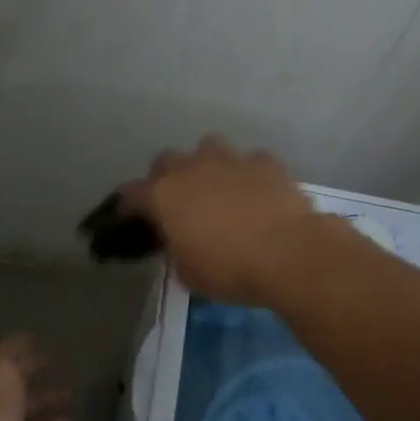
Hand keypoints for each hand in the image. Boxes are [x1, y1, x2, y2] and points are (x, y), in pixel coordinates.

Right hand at [119, 136, 324, 304]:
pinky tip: (258, 193)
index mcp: (164, 195)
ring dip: (207, 164)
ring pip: (208, 147)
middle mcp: (191, 167)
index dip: (129, 206)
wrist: (289, 253)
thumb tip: (177, 241)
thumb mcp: (187, 273)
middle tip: (178, 202)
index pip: (131, 193)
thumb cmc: (230, 270)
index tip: (133, 219)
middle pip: (166, 160)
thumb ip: (175, 249)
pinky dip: (248, 174)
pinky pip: (249, 161)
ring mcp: (230, 159)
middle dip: (167, 177)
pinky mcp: (265, 161)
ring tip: (219, 188)